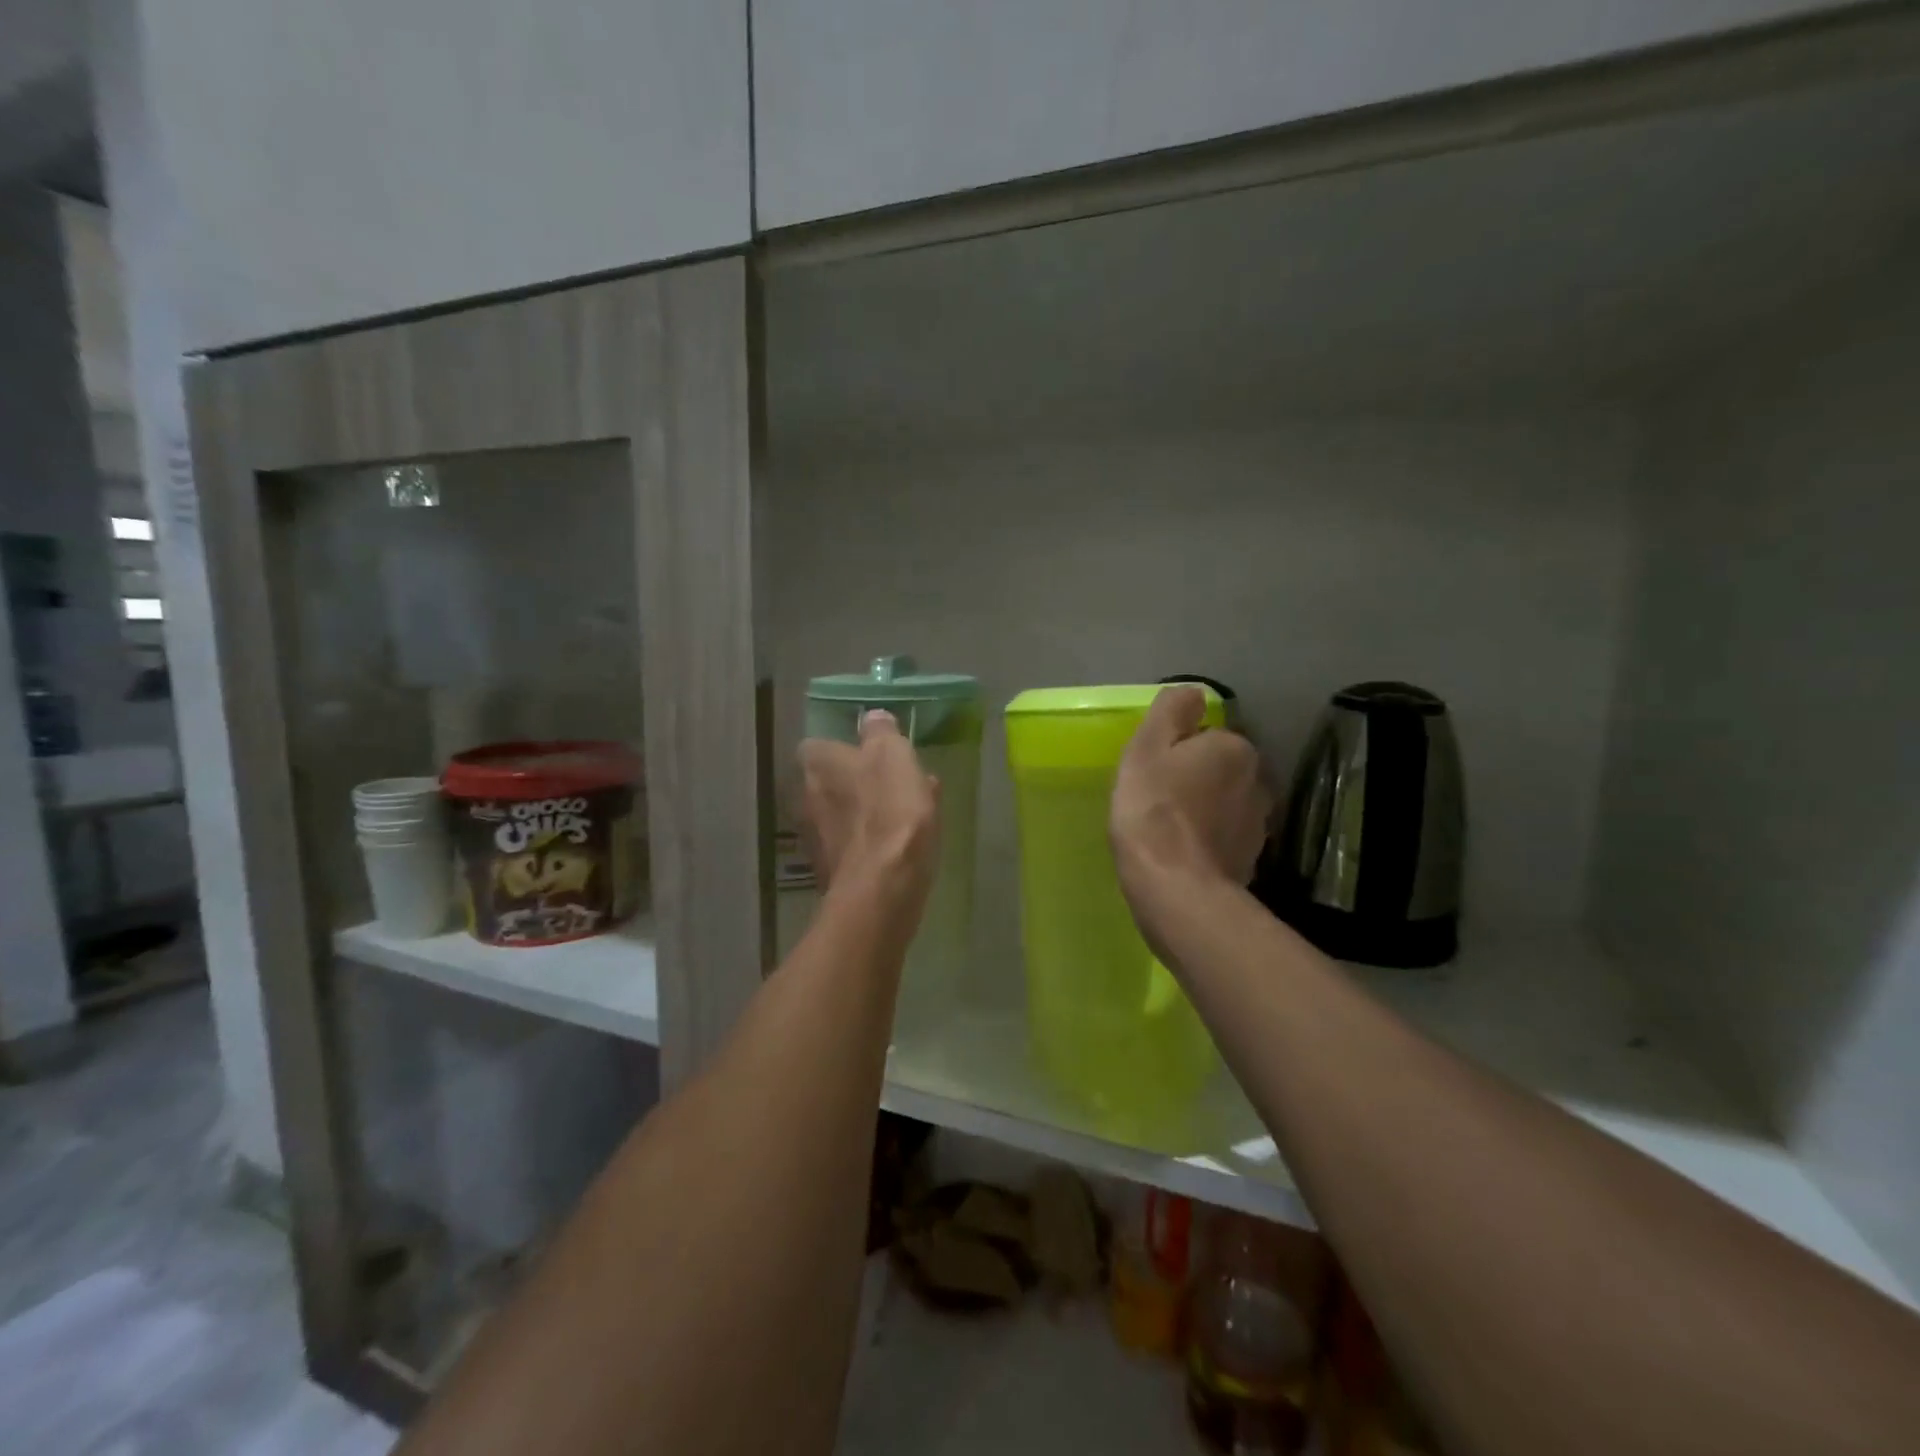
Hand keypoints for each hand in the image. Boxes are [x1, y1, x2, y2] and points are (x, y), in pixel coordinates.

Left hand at [798, 710, 941, 911]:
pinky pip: (855, 845)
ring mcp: (817, 838)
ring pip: (844, 814)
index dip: (843, 747)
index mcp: (818, 765)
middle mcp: (807, 798)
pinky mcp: (832, 871)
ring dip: (868, 812)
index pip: (818, 745)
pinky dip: (873, 842)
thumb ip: (881, 733)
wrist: (883, 887)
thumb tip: (873, 719)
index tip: (870, 752)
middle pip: (831, 782)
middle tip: (895, 783)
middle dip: (857, 781)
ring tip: (908, 814)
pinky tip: (902, 845)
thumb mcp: (893, 756)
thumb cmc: (890, 810)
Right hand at [1110, 686, 1270, 903]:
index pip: (1206, 737)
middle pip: (1219, 770)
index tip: (1153, 773)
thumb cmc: (1153, 809)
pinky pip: (1225, 839)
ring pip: (1225, 805)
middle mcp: (1258, 781)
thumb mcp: (1147, 747)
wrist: (1176, 888)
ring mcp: (1259, 825)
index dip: (1176, 752)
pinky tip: (1183, 856)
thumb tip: (1194, 693)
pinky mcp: (1252, 861)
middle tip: (1157, 800)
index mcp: (1235, 748)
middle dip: (1195, 780)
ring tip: (1169, 831)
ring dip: (1204, 811)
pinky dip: (1208, 842)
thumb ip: (1171, 711)